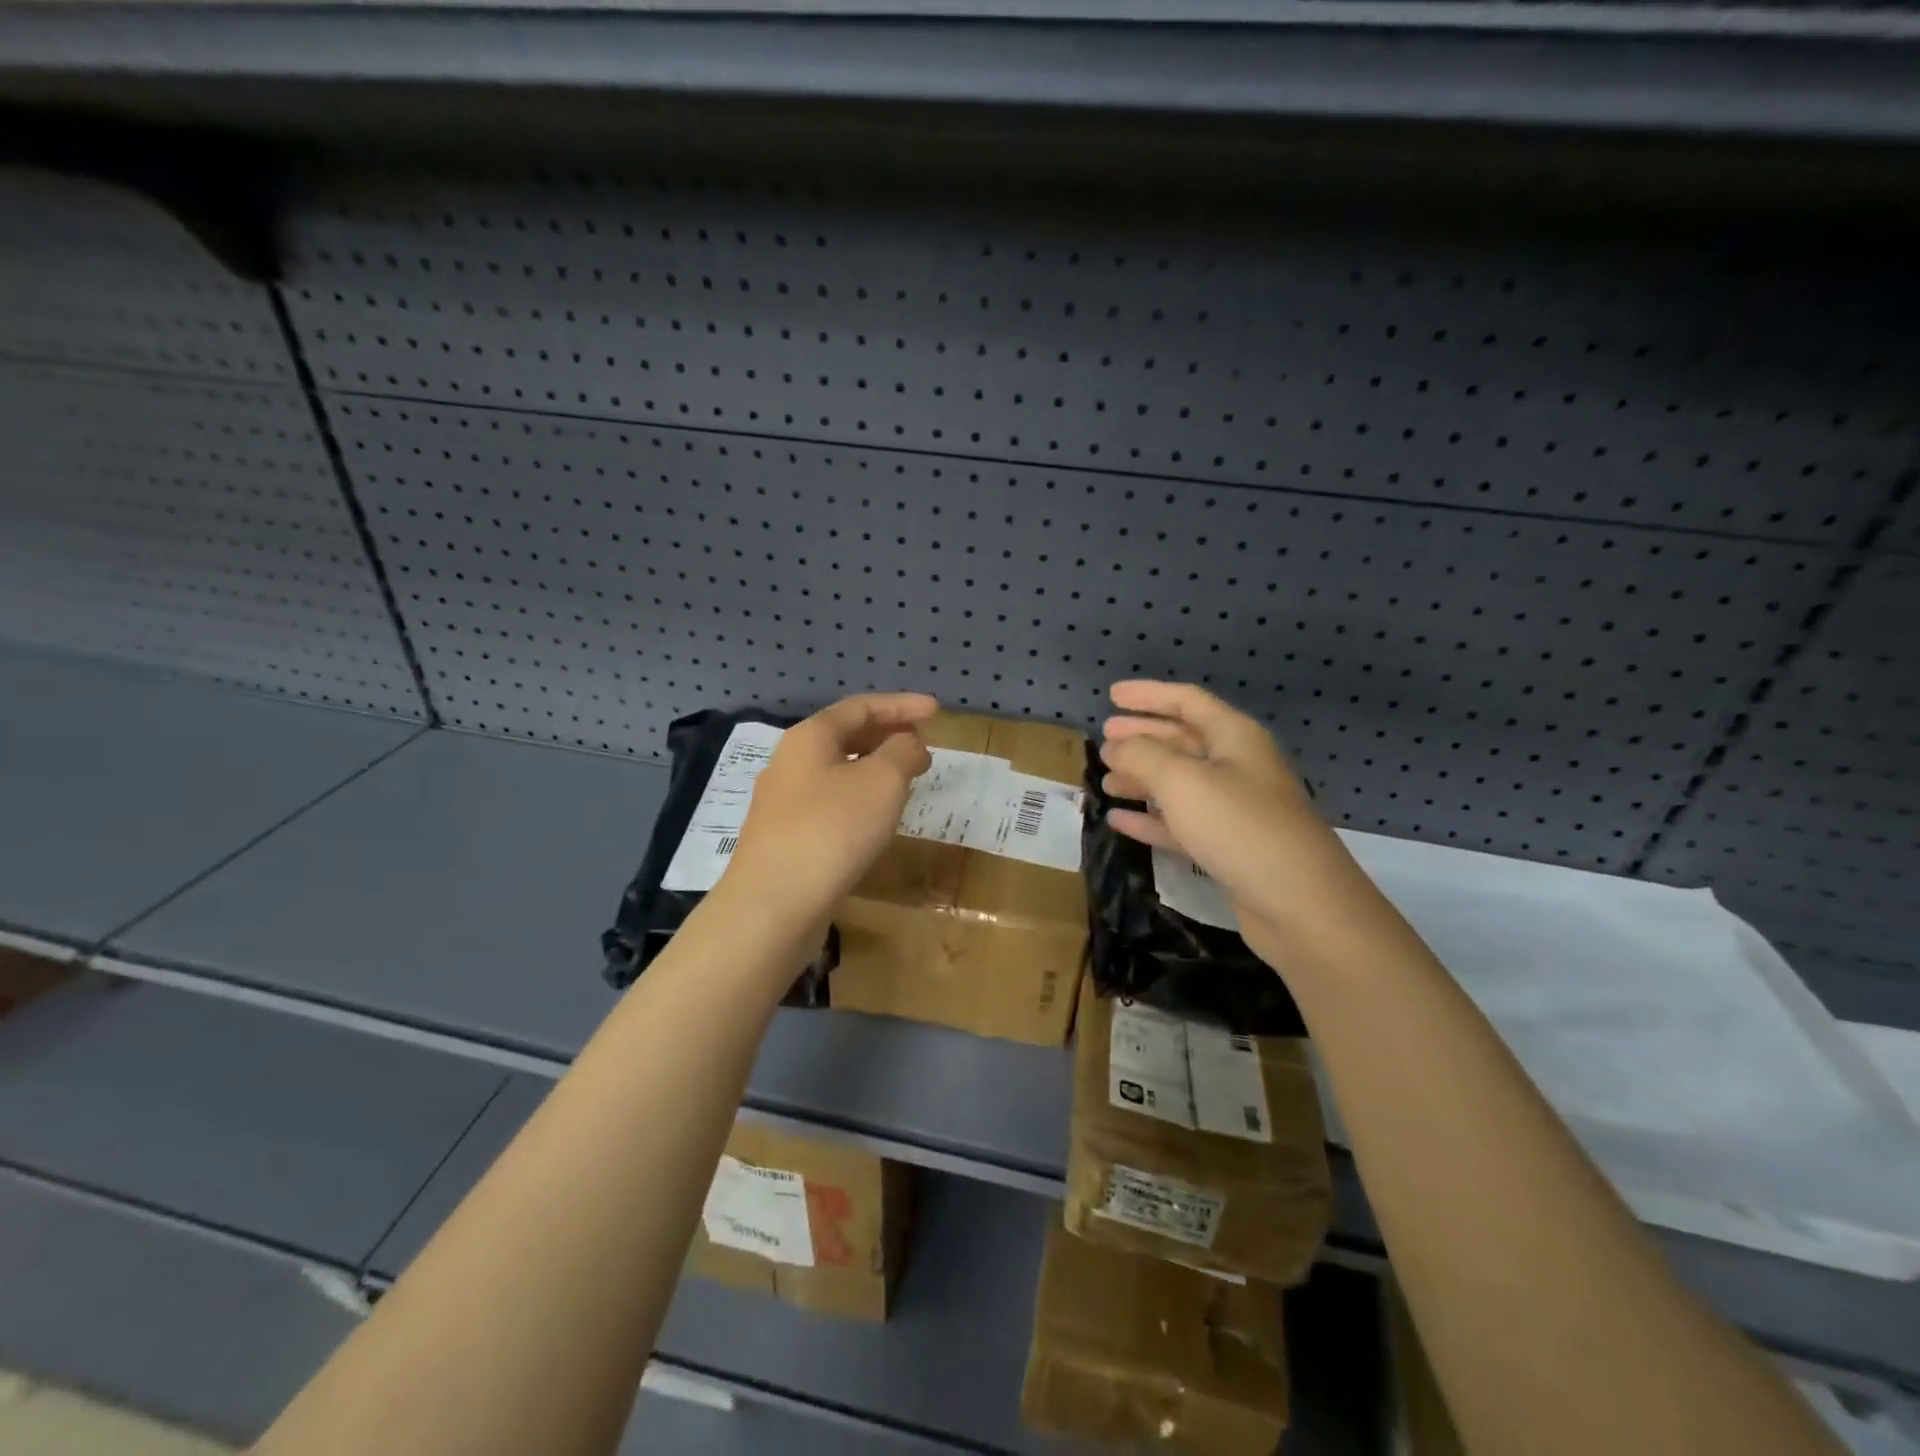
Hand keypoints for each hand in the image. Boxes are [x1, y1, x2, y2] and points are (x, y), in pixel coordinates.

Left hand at [724, 692, 936, 922]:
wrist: (773, 904)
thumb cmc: (833, 829)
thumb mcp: (882, 781)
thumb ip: (903, 751)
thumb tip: (909, 744)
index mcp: (810, 737)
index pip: (861, 707)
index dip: (902, 705)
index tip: (936, 710)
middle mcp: (790, 762)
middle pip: (845, 736)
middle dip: (888, 735)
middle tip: (923, 745)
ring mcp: (783, 803)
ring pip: (837, 771)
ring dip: (875, 768)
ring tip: (907, 779)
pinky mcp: (785, 838)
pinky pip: (830, 803)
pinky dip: (860, 798)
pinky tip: (876, 819)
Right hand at [1100, 681, 1365, 959]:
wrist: (1301, 905)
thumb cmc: (1240, 827)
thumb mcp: (1183, 782)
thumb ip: (1142, 756)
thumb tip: (1115, 746)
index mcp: (1235, 738)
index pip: (1187, 701)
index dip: (1149, 695)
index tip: (1112, 695)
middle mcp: (1237, 767)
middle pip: (1183, 740)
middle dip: (1143, 737)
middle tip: (1104, 740)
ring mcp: (1234, 810)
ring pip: (1179, 784)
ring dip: (1142, 779)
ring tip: (1105, 780)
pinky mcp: (1228, 848)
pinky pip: (1181, 824)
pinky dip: (1150, 819)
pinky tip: (1119, 820)